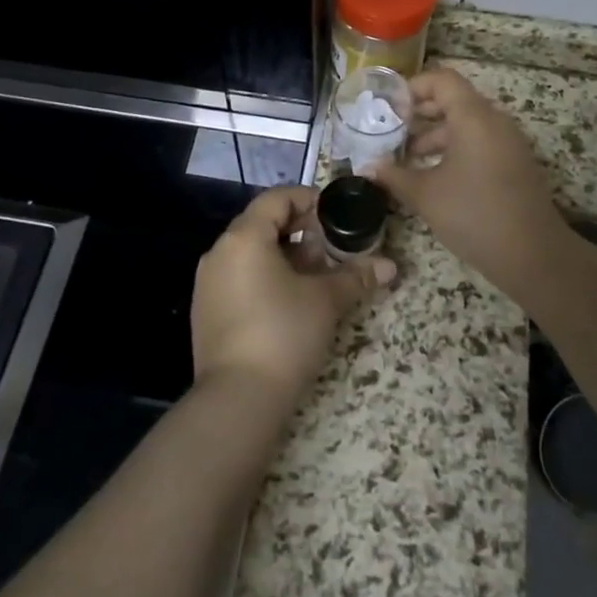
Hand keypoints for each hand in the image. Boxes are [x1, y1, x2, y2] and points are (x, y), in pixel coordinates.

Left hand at [191, 185, 394, 404]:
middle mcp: (219, 251)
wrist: (238, 398)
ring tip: (314, 276)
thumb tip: (390, 266)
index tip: (335, 215)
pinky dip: (264, 276)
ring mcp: (208, 282)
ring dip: (284, 255)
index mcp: (244, 237)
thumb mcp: (326, 301)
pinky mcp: (206, 310)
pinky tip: (288, 301)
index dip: (308, 200)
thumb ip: (356, 277)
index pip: (276, 198)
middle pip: (262, 223)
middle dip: (299, 230)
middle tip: (330, 248)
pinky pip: (238, 276)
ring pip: (250, 252)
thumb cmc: (284, 334)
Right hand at [368, 66, 568, 303]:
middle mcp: (494, 120)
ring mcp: (508, 142)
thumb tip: (367, 167)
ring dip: (435, 134)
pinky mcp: (514, 162)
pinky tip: (433, 174)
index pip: (442, 79)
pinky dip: (454, 148)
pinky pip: (479, 141)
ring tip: (406, 157)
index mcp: (473, 117)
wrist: (534, 255)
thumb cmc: (474, 215)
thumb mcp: (425, 195)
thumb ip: (394, 176)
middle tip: (390, 130)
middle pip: (453, 99)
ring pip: (466, 123)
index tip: (388, 108)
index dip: (412, 87)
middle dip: (419, 112)